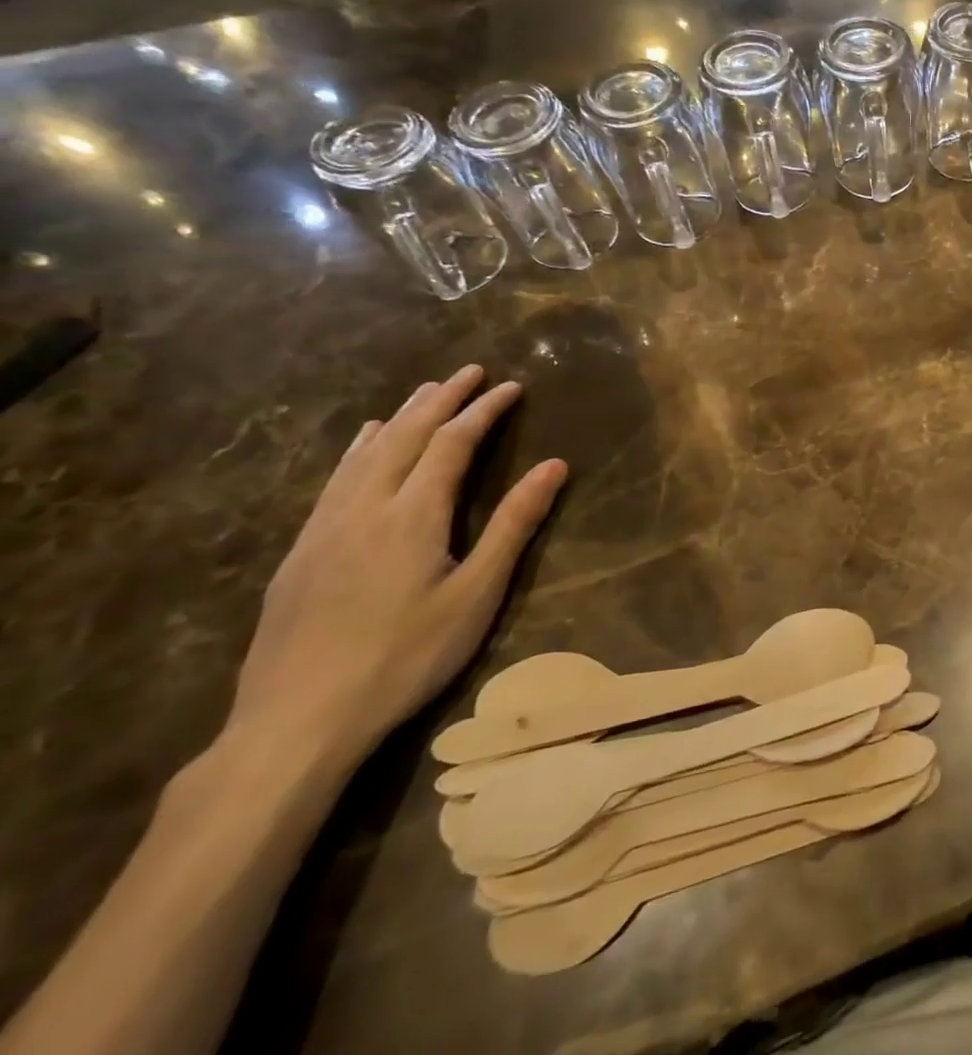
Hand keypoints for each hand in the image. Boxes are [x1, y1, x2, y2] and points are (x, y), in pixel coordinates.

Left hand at [227, 366, 566, 767]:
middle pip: (407, 436)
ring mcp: (325, 527)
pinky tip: (364, 444)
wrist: (296, 721)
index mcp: (413, 514)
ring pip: (366, 453)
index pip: (453, 443)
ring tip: (425, 392)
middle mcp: (366, 506)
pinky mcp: (301, 551)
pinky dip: (359, 448)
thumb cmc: (405, 656)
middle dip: (442, 399)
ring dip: (401, 416)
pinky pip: (336, 478)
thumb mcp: (477, 594)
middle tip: (470, 371)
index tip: (511, 386)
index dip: (483, 410)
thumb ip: (514, 524)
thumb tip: (554, 465)